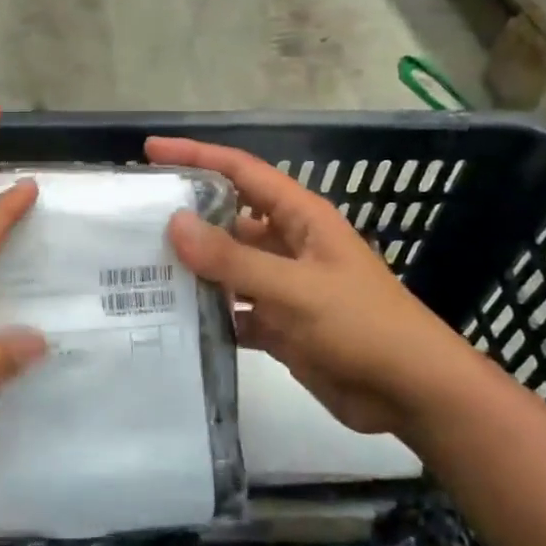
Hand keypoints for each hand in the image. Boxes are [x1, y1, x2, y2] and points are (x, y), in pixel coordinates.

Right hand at [147, 137, 485, 435]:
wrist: (412, 393)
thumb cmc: (362, 325)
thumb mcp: (295, 288)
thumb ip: (234, 259)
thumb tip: (174, 223)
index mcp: (300, 218)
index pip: (241, 172)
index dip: (197, 156)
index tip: (150, 151)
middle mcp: (288, 244)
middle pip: (228, 219)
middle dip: (185, 217)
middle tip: (132, 220)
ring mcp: (283, 286)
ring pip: (227, 266)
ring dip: (192, 268)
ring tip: (139, 268)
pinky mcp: (280, 325)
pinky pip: (233, 309)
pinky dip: (207, 313)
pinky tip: (171, 319)